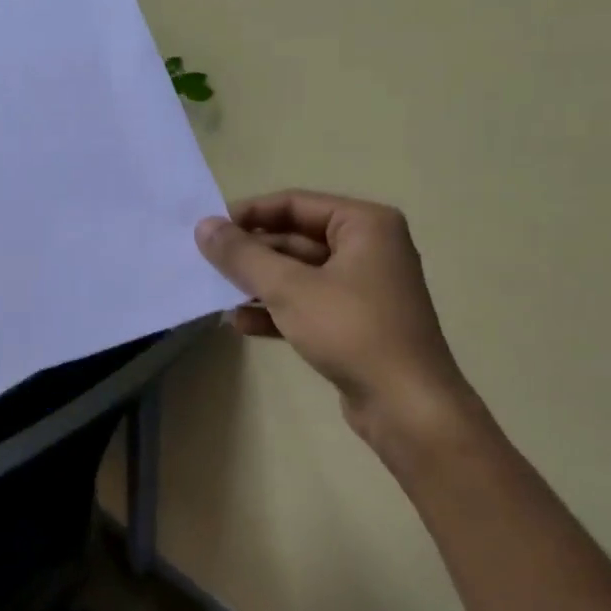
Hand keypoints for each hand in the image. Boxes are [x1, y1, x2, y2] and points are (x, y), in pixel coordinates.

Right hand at [195, 191, 487, 460]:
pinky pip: (308, 304)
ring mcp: (363, 288)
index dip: (248, 214)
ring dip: (259, 284)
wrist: (406, 406)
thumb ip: (242, 255)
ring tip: (217, 294)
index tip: (208, 230)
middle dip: (251, 254)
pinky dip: (276, 310)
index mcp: (364, 225)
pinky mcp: (355, 323)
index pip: (294, 204)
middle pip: (295, 238)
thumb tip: (204, 226)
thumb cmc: (351, 331)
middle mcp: (368, 248)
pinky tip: (241, 323)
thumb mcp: (289, 288)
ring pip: (298, 274)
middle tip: (206, 264)